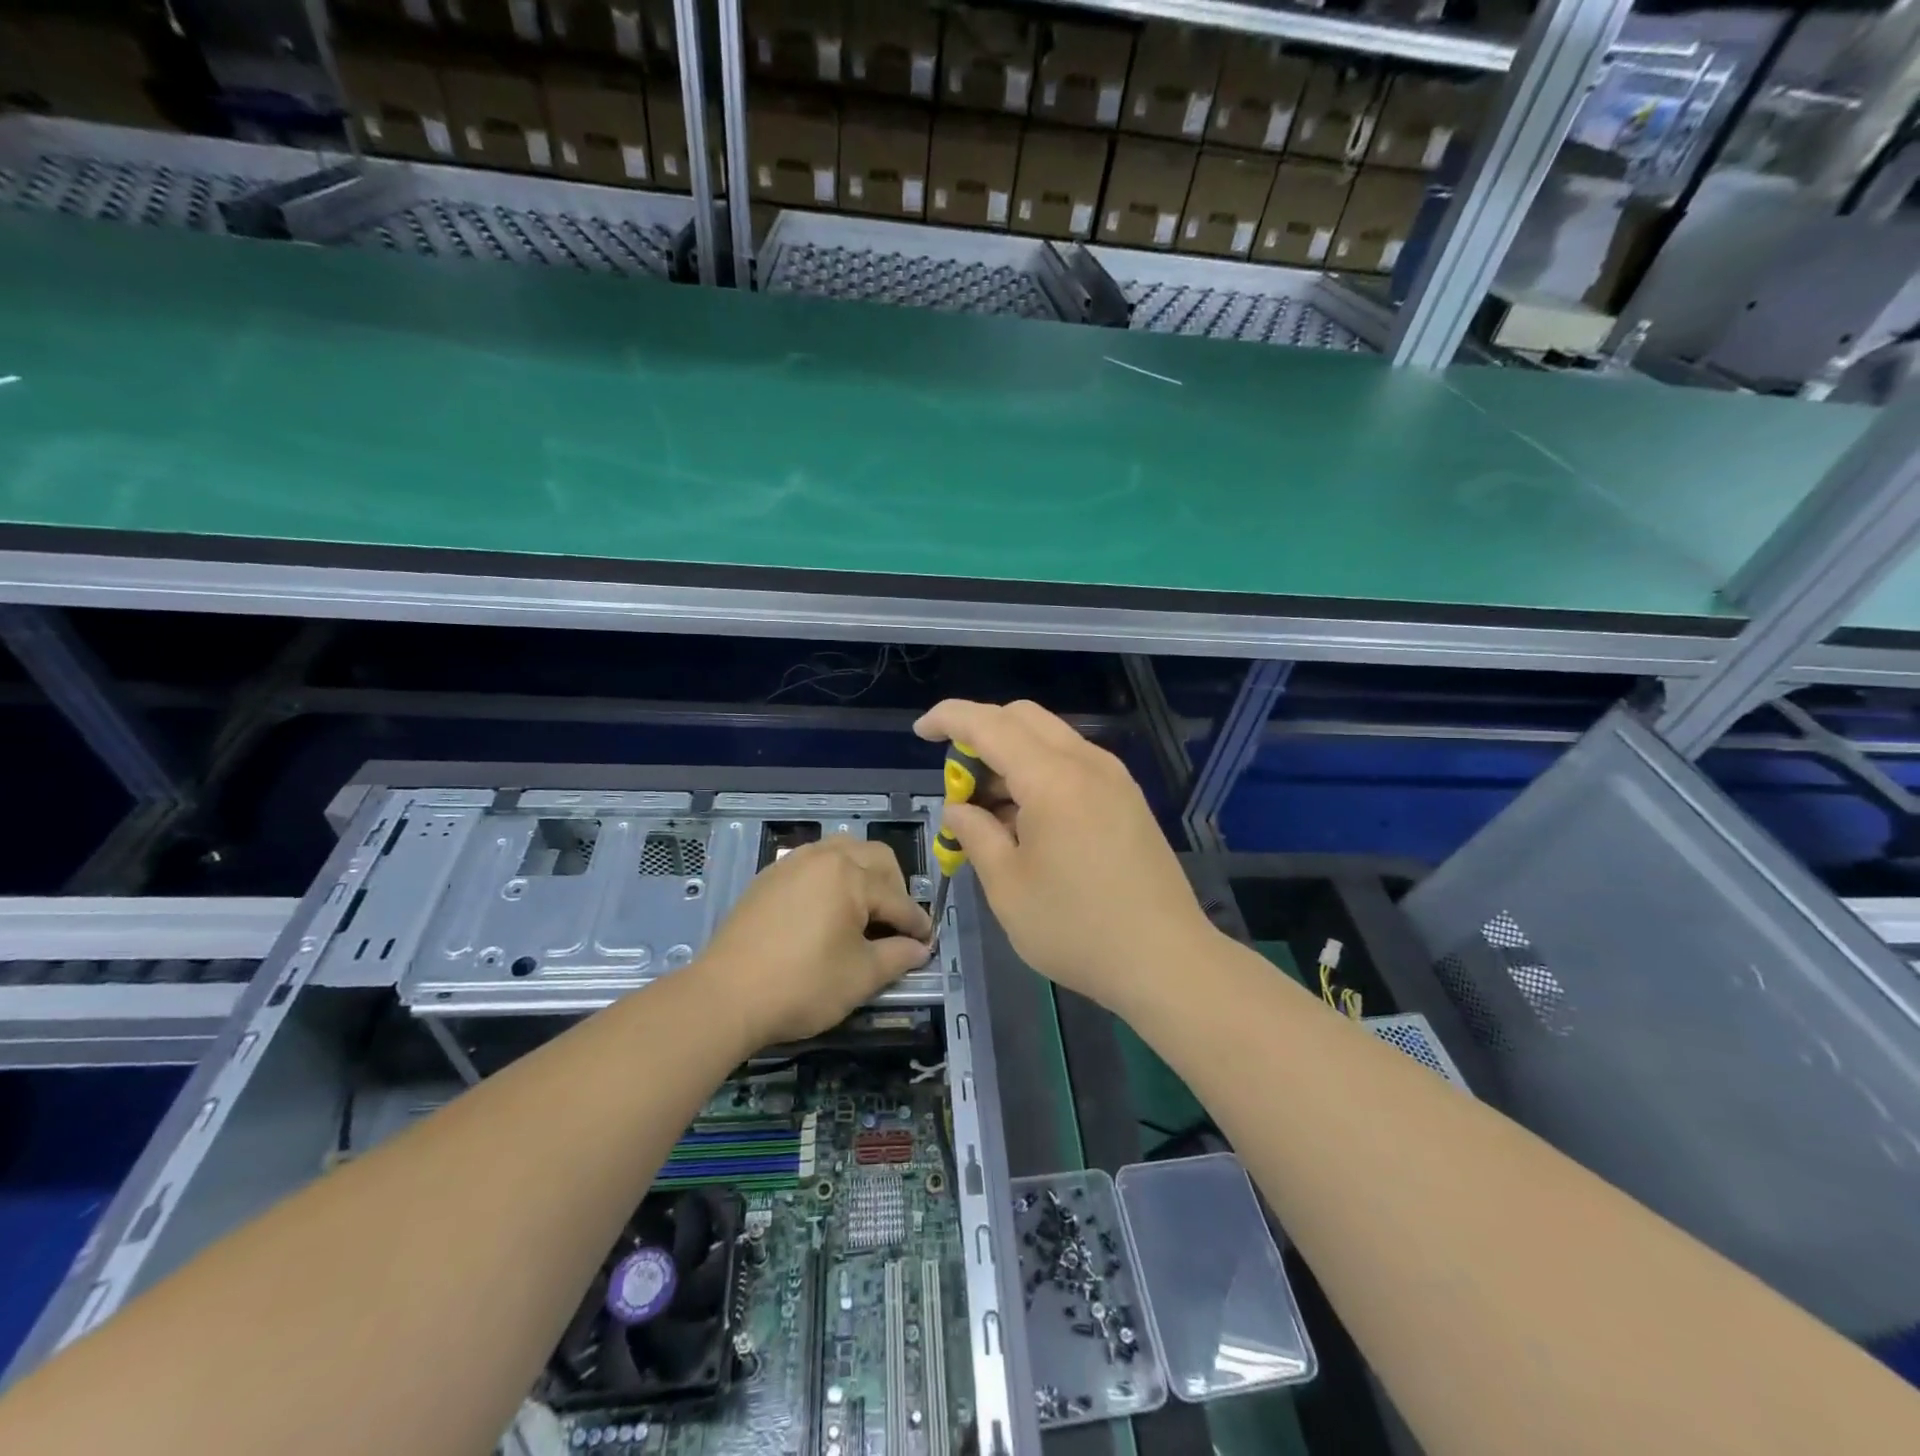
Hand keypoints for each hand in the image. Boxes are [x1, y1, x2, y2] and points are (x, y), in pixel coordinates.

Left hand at [697, 835, 931, 1046]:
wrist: (725, 996)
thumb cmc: (802, 986)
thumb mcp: (860, 976)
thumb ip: (897, 957)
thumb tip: (919, 949)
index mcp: (850, 875)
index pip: (897, 898)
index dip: (917, 923)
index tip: (927, 942)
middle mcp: (824, 857)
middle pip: (875, 858)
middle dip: (895, 887)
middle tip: (897, 923)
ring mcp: (792, 863)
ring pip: (843, 850)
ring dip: (863, 872)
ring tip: (865, 908)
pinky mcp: (769, 876)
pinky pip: (813, 861)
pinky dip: (832, 875)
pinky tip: (828, 907)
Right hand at [914, 699, 1215, 1013]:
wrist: (1166, 960)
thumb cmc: (1076, 927)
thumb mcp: (1007, 886)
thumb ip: (976, 834)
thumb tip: (959, 809)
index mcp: (1052, 778)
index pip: (989, 724)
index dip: (949, 719)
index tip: (921, 731)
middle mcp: (1086, 763)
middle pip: (1023, 718)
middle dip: (980, 735)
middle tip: (959, 783)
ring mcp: (1114, 778)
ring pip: (1050, 739)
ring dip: (1011, 757)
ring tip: (990, 813)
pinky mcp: (1127, 799)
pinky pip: (1073, 764)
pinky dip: (1040, 774)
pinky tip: (1028, 822)